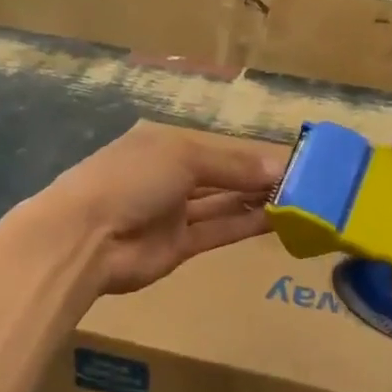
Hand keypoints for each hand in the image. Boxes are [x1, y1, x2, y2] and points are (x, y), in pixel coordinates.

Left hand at [41, 124, 282, 295]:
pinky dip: (246, 224)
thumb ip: (232, 165)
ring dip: (257, 201)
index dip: (252, 155)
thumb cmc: (131, 179)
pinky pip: (218, 231)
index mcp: (165, 145)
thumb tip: (280, 166)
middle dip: (258, 178)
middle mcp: (170, 176)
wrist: (85, 238)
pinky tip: (278, 220)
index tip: (293, 160)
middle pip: (222, 176)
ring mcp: (173, 213)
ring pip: (223, 204)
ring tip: (300, 201)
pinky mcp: (179, 246)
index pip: (218, 148)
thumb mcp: (183, 157)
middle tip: (305, 183)